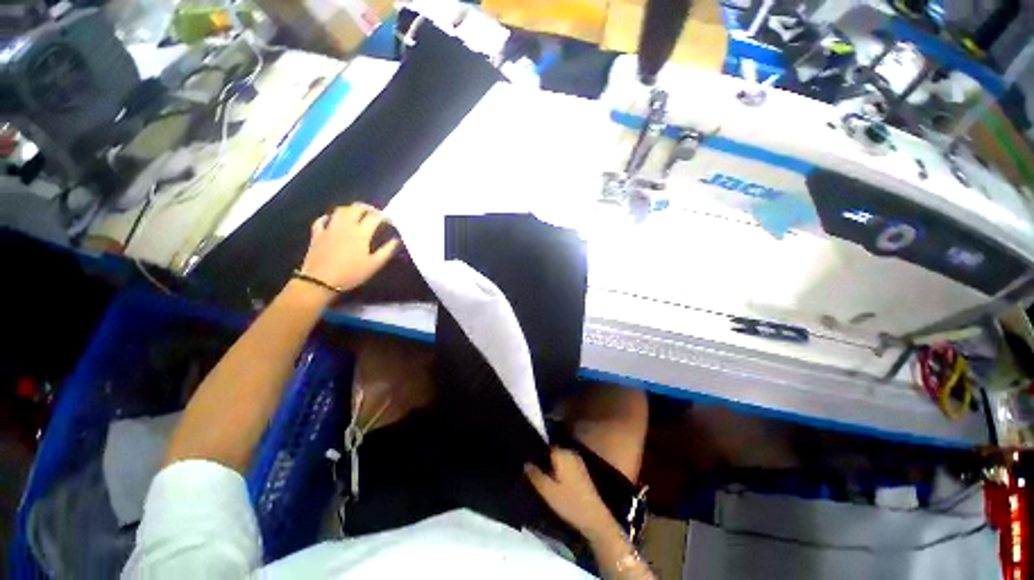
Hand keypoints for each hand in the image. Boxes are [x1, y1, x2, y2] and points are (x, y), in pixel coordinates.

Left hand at [299, 203, 399, 292]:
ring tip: (356, 214)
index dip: (383, 216)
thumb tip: (396, 239)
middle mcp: (346, 226)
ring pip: (340, 210)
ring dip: (349, 209)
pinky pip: (322, 220)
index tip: (389, 220)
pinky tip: (331, 220)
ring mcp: (329, 228)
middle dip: (367, 208)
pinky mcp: (317, 234)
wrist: (320, 281)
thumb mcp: (374, 265)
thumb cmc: (351, 273)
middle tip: (374, 213)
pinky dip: (328, 217)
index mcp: (361, 233)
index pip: (374, 217)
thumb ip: (387, 250)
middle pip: (356, 208)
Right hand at [525, 448, 614, 535]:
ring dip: (549, 465)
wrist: (594, 518)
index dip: (533, 453)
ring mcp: (577, 461)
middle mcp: (570, 452)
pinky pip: (564, 464)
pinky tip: (550, 481)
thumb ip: (535, 475)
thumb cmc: (569, 503)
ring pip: (557, 459)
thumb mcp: (547, 492)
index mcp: (562, 453)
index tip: (524, 461)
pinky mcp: (581, 470)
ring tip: (537, 476)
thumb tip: (525, 462)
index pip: (543, 446)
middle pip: (550, 451)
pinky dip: (556, 470)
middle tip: (528, 470)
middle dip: (541, 459)